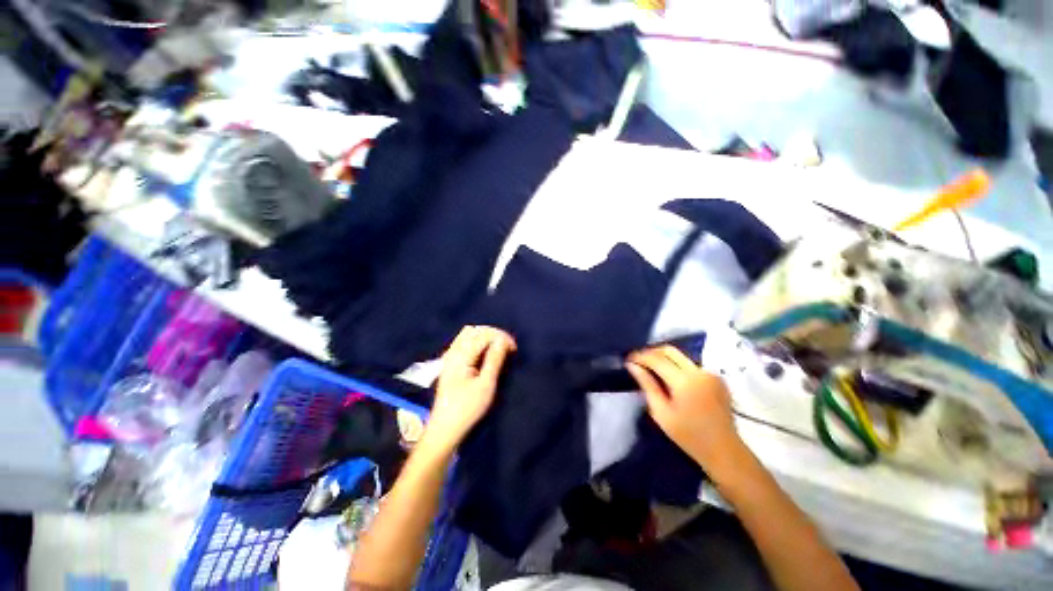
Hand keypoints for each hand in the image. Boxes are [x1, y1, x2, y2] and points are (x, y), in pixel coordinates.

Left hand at [424, 326, 516, 452]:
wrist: (445, 429)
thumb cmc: (468, 409)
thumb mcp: (486, 385)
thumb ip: (494, 359)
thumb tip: (503, 340)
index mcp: (461, 356)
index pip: (483, 334)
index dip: (501, 337)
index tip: (514, 349)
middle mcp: (453, 352)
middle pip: (474, 330)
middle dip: (493, 334)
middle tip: (507, 347)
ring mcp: (449, 357)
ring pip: (467, 334)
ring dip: (484, 336)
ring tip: (498, 348)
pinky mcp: (450, 363)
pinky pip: (463, 342)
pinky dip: (477, 342)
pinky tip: (485, 353)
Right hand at [627, 345, 740, 467]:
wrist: (724, 450)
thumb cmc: (689, 436)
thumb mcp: (661, 413)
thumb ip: (647, 385)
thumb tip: (632, 366)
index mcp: (685, 382)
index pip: (657, 359)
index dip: (640, 356)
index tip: (628, 359)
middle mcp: (699, 372)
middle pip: (670, 351)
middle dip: (651, 352)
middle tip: (638, 361)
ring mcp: (710, 373)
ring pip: (680, 356)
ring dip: (664, 358)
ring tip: (651, 369)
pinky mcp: (716, 378)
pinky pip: (691, 364)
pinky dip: (677, 366)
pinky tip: (670, 378)